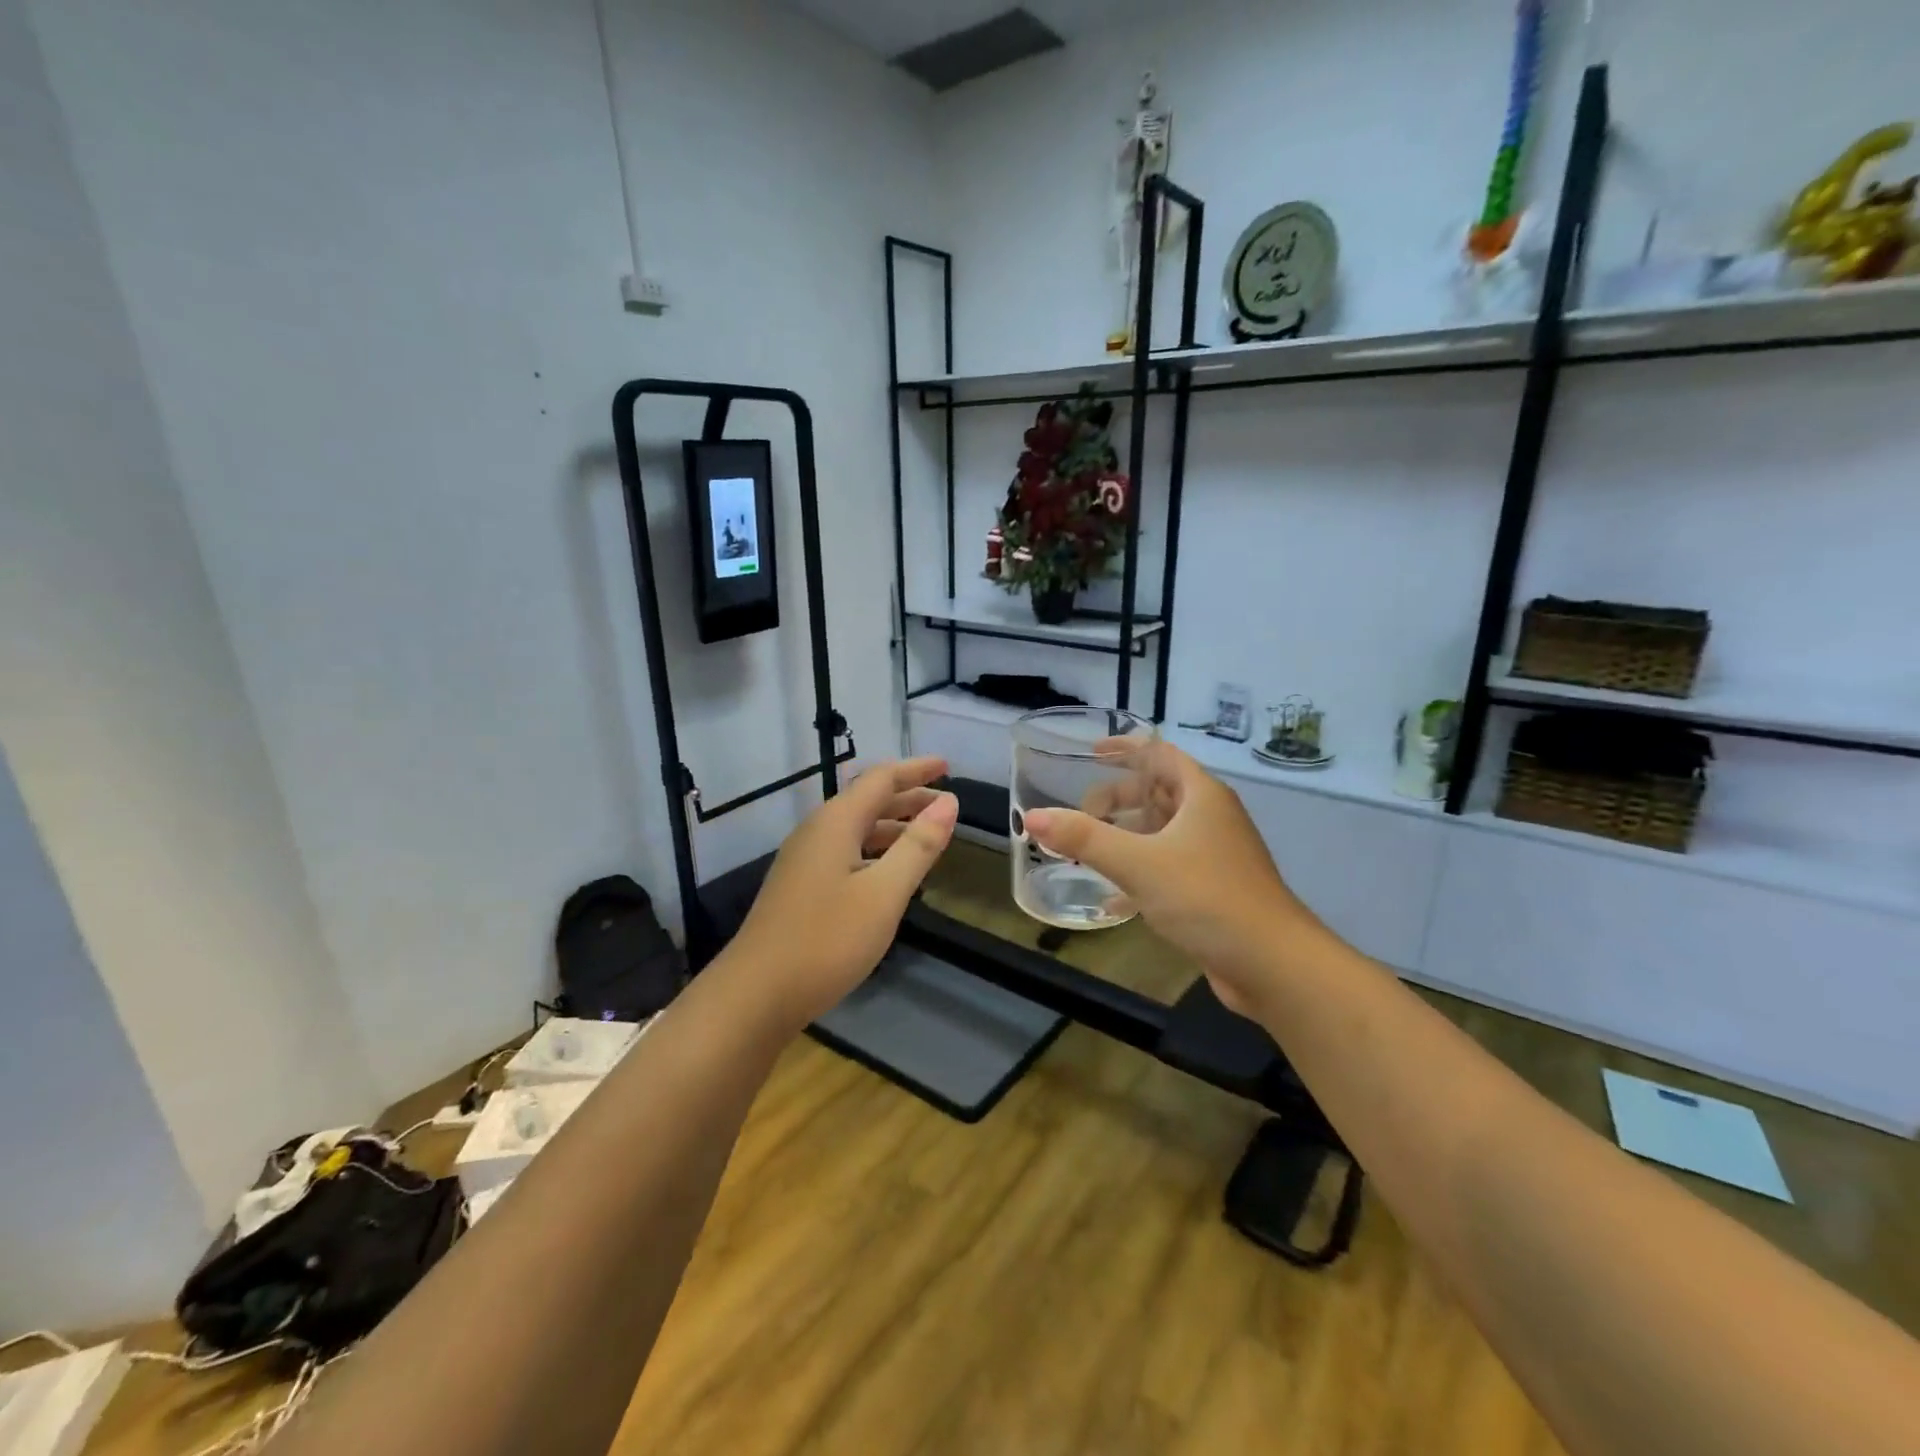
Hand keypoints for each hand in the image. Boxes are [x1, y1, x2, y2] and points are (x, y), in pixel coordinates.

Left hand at [724, 757, 958, 1028]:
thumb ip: (918, 846)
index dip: (916, 770)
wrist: (755, 994)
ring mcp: (803, 860)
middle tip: (945, 803)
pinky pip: (845, 851)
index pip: (880, 779)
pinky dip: (875, 850)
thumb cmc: (826, 940)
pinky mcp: (799, 887)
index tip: (947, 767)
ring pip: (855, 829)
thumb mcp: (884, 893)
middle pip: (866, 800)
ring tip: (926, 835)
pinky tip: (889, 873)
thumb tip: (949, 802)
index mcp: (836, 823)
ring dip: (892, 825)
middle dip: (907, 797)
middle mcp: (816, 832)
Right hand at [1025, 743, 1322, 1018]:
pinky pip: (1169, 867)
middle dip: (1119, 799)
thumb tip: (1033, 818)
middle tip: (1083, 813)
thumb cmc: (1206, 897)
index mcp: (1202, 796)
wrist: (1272, 963)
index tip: (1091, 753)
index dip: (1126, 749)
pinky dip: (1141, 873)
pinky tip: (1113, 899)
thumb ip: (1084, 838)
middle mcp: (1212, 818)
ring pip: (1164, 832)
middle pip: (1159, 793)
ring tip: (1090, 849)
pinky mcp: (1214, 890)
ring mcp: (1216, 855)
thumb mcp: (1138, 863)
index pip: (1160, 754)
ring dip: (1128, 836)